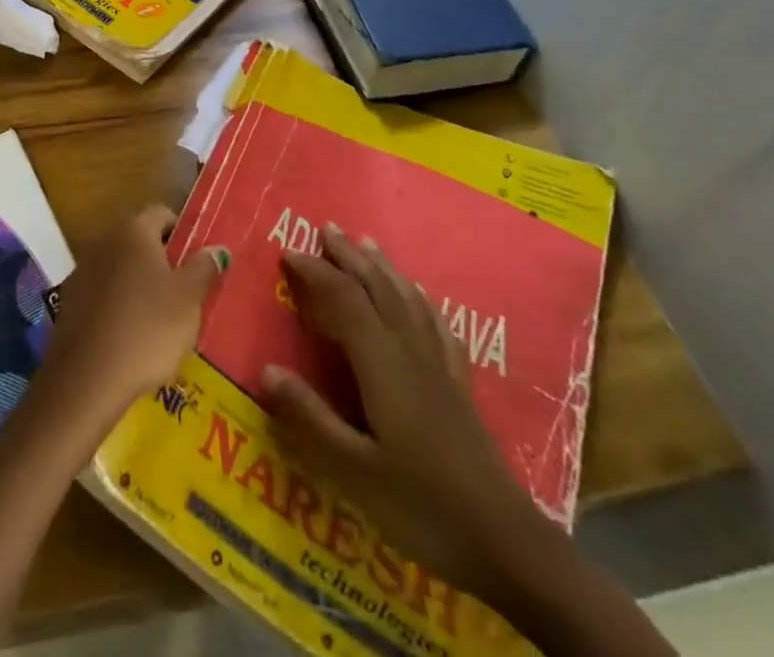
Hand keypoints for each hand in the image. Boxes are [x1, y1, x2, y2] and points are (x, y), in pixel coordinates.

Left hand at [38, 205, 228, 431]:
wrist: (88, 378)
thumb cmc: (148, 330)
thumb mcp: (189, 300)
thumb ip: (204, 269)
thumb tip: (216, 247)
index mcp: (134, 231)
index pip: (161, 213)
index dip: (182, 232)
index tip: (197, 261)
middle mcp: (104, 240)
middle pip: (139, 240)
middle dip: (161, 260)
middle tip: (184, 294)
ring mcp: (82, 270)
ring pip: (119, 267)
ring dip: (138, 284)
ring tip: (159, 320)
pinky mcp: (69, 301)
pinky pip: (102, 293)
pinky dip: (117, 305)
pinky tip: (130, 336)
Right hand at [262, 225, 553, 605]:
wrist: (507, 545)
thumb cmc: (423, 507)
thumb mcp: (354, 473)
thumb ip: (310, 419)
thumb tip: (266, 369)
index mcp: (383, 364)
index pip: (345, 300)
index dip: (316, 272)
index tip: (287, 251)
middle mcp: (412, 352)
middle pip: (379, 289)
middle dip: (350, 257)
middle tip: (326, 228)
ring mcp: (440, 367)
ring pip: (408, 300)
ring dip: (384, 268)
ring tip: (367, 244)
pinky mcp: (459, 387)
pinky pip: (438, 327)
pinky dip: (422, 302)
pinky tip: (421, 299)